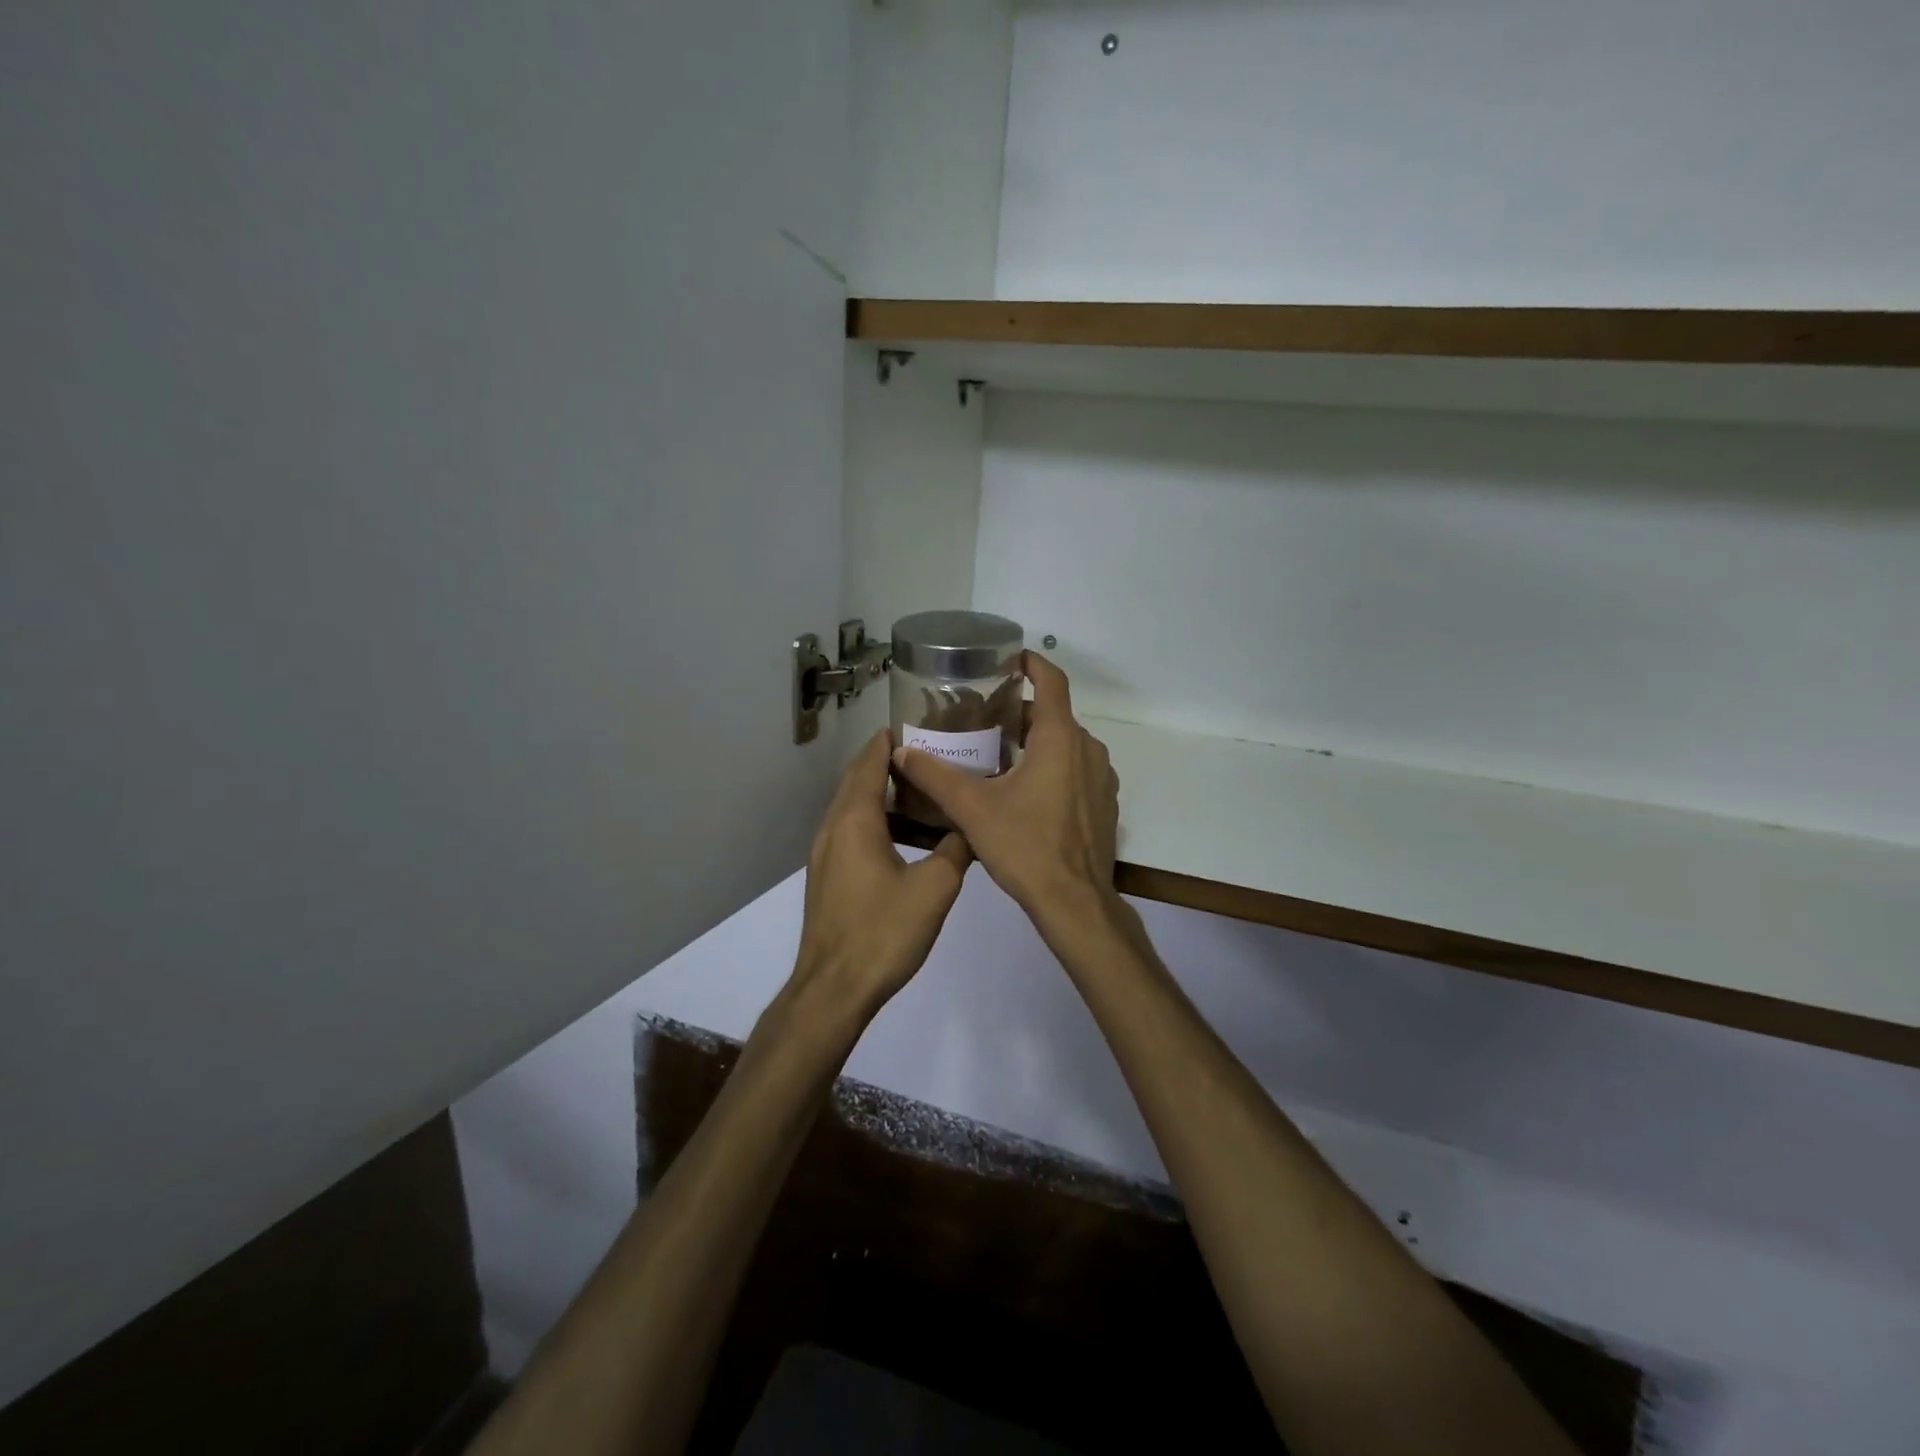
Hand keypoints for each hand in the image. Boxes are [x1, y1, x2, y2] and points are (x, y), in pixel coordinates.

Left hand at [790, 728, 971, 1024]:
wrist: (834, 988)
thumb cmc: (883, 931)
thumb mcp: (935, 888)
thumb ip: (957, 850)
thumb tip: (971, 828)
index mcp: (855, 820)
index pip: (868, 763)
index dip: (888, 742)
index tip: (916, 726)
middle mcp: (832, 828)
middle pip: (857, 781)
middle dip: (887, 764)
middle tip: (927, 756)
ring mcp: (824, 854)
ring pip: (852, 808)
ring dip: (881, 795)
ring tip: (921, 794)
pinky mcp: (827, 876)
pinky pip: (850, 832)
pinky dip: (874, 821)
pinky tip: (904, 839)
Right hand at [890, 653, 1118, 932]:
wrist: (1075, 902)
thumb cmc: (1025, 847)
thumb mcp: (973, 810)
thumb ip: (935, 776)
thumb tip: (900, 752)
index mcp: (1060, 739)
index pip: (1052, 681)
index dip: (1032, 663)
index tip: (1009, 659)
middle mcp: (1088, 749)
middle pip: (1054, 715)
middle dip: (1021, 713)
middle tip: (984, 720)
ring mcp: (1102, 777)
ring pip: (1067, 744)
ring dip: (1037, 742)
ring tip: (999, 755)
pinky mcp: (1105, 803)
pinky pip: (1078, 769)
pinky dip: (1054, 767)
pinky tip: (1027, 792)